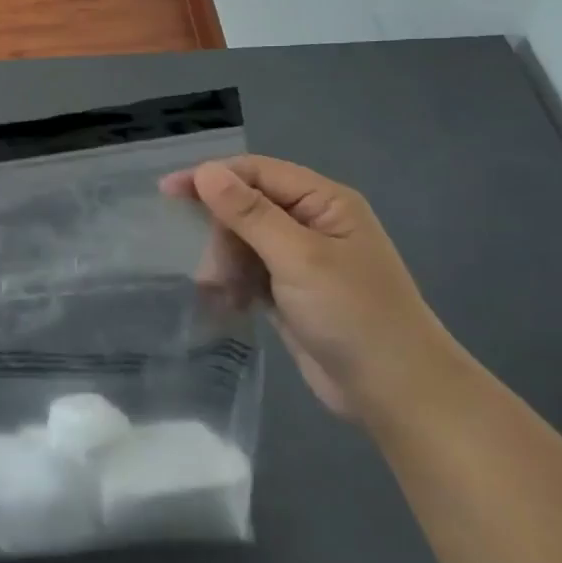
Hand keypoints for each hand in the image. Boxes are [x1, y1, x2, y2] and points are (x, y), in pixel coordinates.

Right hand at [161, 156, 456, 418]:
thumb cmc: (353, 314)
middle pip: (246, 207)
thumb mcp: (298, 257)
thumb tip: (206, 171)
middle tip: (212, 269)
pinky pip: (249, 272)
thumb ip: (249, 213)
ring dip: (225, 262)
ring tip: (220, 293)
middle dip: (222, 233)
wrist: (394, 391)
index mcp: (324, 202)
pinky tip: (229, 304)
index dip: (212, 177)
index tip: (167, 191)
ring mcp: (301, 259)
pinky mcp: (291, 292)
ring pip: (243, 242)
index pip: (257, 172)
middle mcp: (312, 222)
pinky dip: (234, 284)